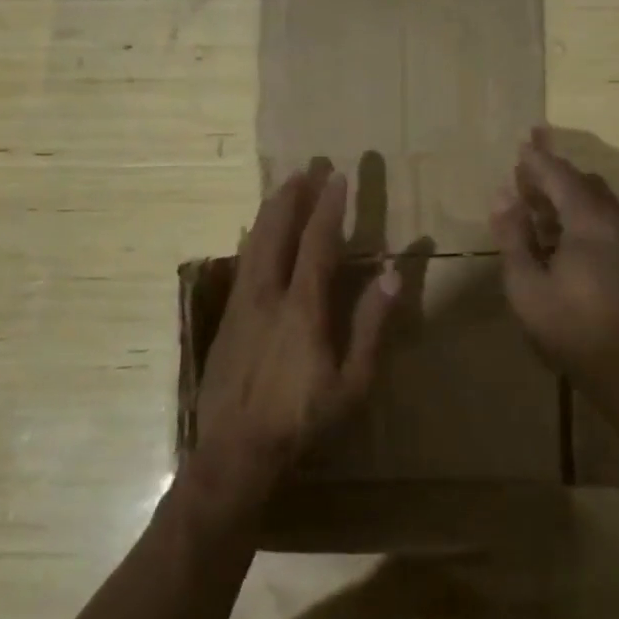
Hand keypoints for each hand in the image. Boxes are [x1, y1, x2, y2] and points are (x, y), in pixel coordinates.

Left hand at [192, 166, 398, 512]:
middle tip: (306, 167)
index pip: (318, 243)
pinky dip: (255, 237)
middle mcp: (268, 294)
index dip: (329, 207)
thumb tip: (392, 275)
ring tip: (283, 187)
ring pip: (254, 242)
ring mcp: (241, 304)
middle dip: (293, 195)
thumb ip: (371, 325)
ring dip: (271, 210)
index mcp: (302, 306)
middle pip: (277, 231)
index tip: (338, 176)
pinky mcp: (226, 318)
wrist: (235, 452)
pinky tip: (256, 233)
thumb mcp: (352, 382)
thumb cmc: (302, 418)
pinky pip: (243, 262)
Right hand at [490, 128, 618, 392]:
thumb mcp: (527, 285)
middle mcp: (615, 220)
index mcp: (589, 221)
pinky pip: (608, 218)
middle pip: (583, 183)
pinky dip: (584, 212)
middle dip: (554, 174)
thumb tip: (502, 196)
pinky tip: (566, 235)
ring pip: (599, 200)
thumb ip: (513, 236)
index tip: (521, 144)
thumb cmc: (571, 327)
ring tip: (539, 204)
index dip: (538, 160)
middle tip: (525, 174)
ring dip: (569, 194)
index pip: (560, 176)